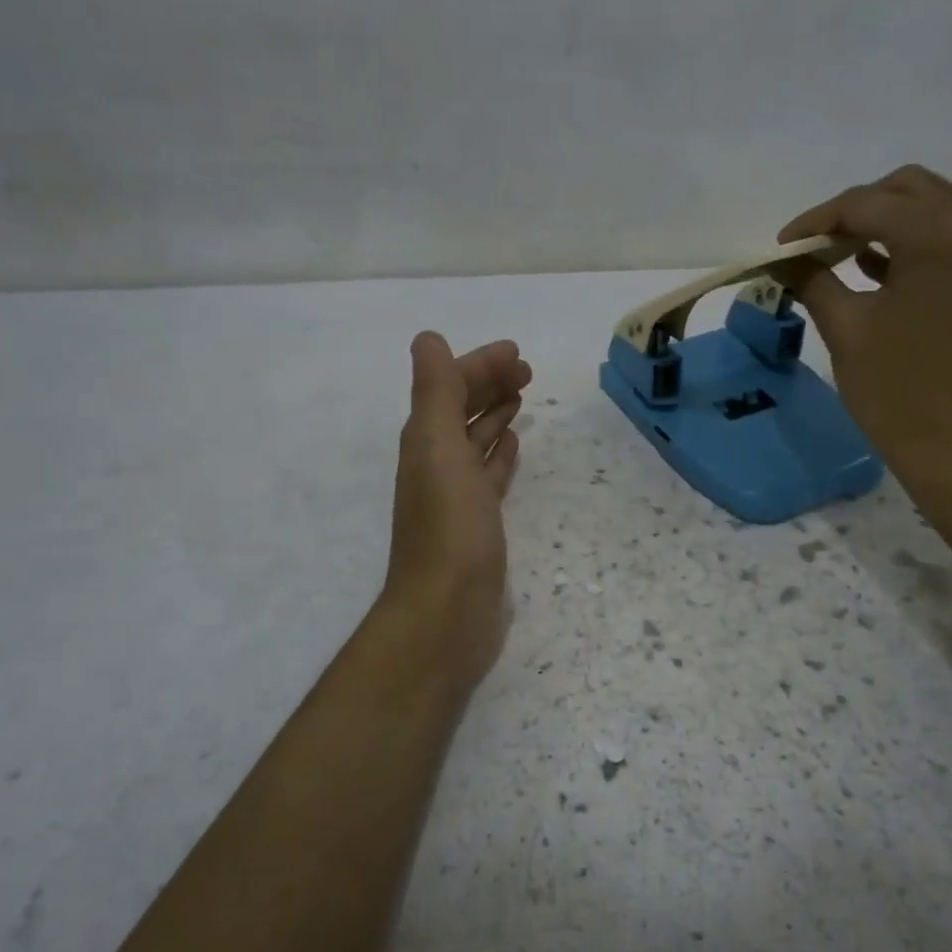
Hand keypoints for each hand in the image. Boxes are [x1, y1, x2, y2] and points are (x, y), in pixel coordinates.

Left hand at [378, 332, 531, 693]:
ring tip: (521, 397)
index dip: (479, 366)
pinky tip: (512, 445)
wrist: (447, 612)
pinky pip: (489, 476)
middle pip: (461, 411)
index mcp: (425, 442)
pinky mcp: (478, 523)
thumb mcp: (438, 448)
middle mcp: (437, 463)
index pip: (450, 388)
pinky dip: (499, 455)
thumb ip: (434, 392)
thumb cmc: (448, 527)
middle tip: (526, 371)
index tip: (516, 353)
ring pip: (476, 441)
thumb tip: (428, 339)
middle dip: (489, 385)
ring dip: (494, 415)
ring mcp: (458, 496)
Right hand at [776, 165, 951, 494]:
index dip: (817, 220)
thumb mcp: (846, 328)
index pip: (868, 204)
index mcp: (942, 236)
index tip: (781, 245)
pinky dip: (914, 245)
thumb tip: (782, 258)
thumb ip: (812, 279)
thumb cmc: (896, 389)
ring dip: (886, 224)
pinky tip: (876, 272)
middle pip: (909, 189)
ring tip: (839, 255)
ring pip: (935, 211)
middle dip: (857, 209)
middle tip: (815, 244)